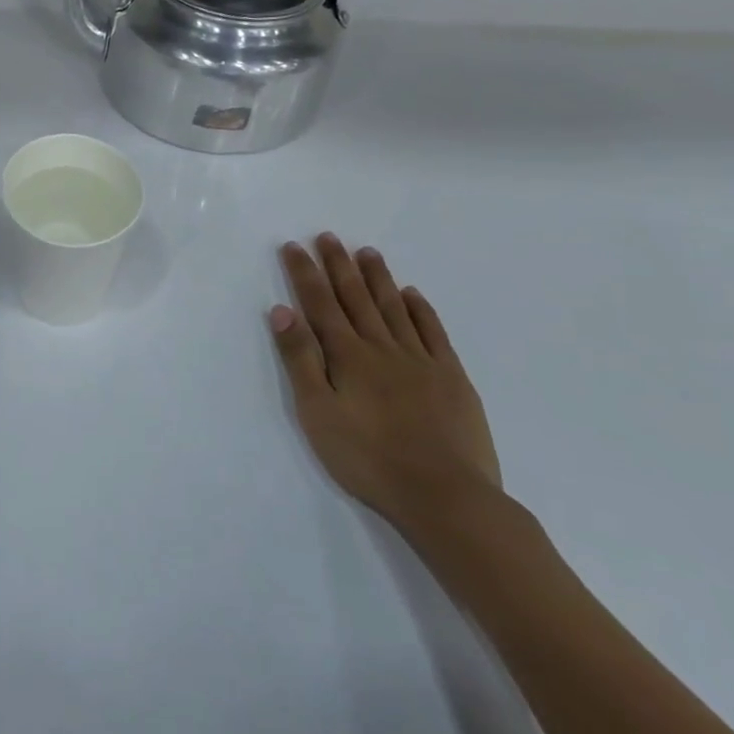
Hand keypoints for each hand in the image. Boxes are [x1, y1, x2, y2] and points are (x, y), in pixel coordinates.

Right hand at [270, 235, 501, 536]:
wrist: (445, 496)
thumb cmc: (367, 457)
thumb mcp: (317, 412)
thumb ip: (300, 359)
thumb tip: (282, 311)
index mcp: (348, 355)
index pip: (320, 303)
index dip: (305, 273)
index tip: (294, 246)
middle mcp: (382, 347)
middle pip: (356, 298)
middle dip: (339, 265)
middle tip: (328, 236)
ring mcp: (421, 360)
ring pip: (394, 308)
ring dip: (378, 278)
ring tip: (367, 252)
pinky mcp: (451, 378)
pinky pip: (433, 332)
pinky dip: (421, 310)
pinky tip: (413, 294)